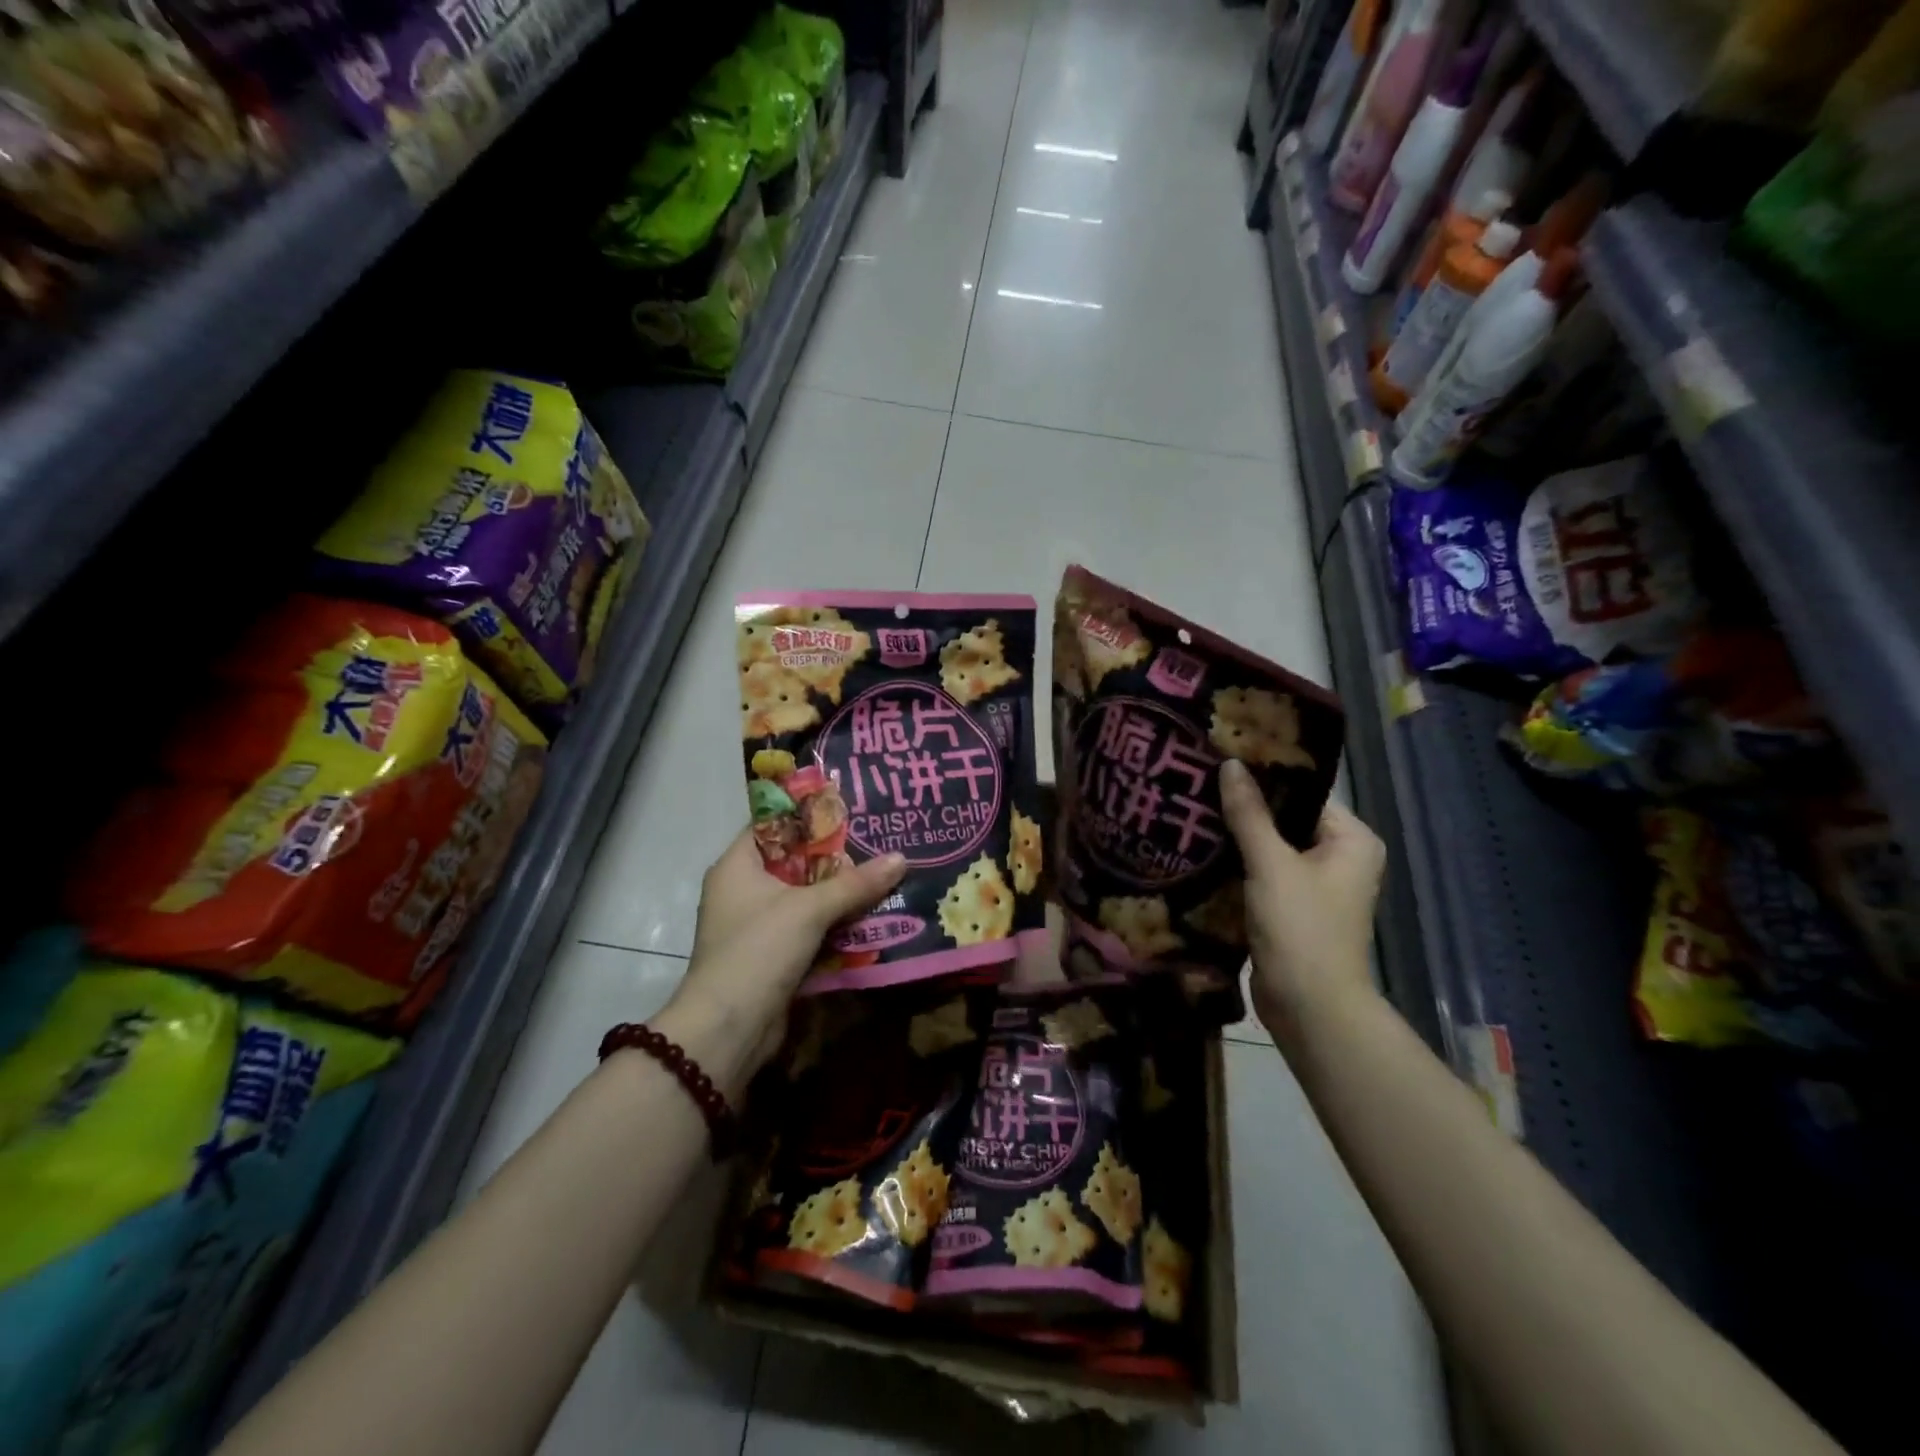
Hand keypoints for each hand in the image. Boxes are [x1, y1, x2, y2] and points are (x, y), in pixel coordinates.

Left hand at [659, 829, 904, 1087]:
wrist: (729, 1029)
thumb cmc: (759, 950)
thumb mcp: (809, 909)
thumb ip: (855, 883)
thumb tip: (901, 857)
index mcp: (737, 866)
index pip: (772, 825)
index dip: (809, 815)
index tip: (850, 807)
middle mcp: (742, 890)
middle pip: (794, 861)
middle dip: (836, 855)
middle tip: (878, 839)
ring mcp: (756, 925)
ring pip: (805, 897)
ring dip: (839, 892)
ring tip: (883, 873)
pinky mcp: (771, 955)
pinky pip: (808, 928)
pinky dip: (834, 923)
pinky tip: (870, 915)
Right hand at [1219, 759, 1384, 1037]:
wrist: (1309, 1008)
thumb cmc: (1301, 928)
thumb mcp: (1271, 864)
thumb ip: (1249, 813)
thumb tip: (1230, 763)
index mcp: (1351, 840)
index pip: (1303, 793)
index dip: (1264, 776)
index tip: (1221, 760)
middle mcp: (1339, 857)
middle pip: (1285, 819)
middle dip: (1244, 807)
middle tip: (1198, 782)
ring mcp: (1314, 886)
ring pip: (1269, 847)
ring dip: (1235, 836)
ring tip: (1191, 809)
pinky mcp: (1290, 908)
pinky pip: (1261, 873)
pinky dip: (1236, 864)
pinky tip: (1199, 849)